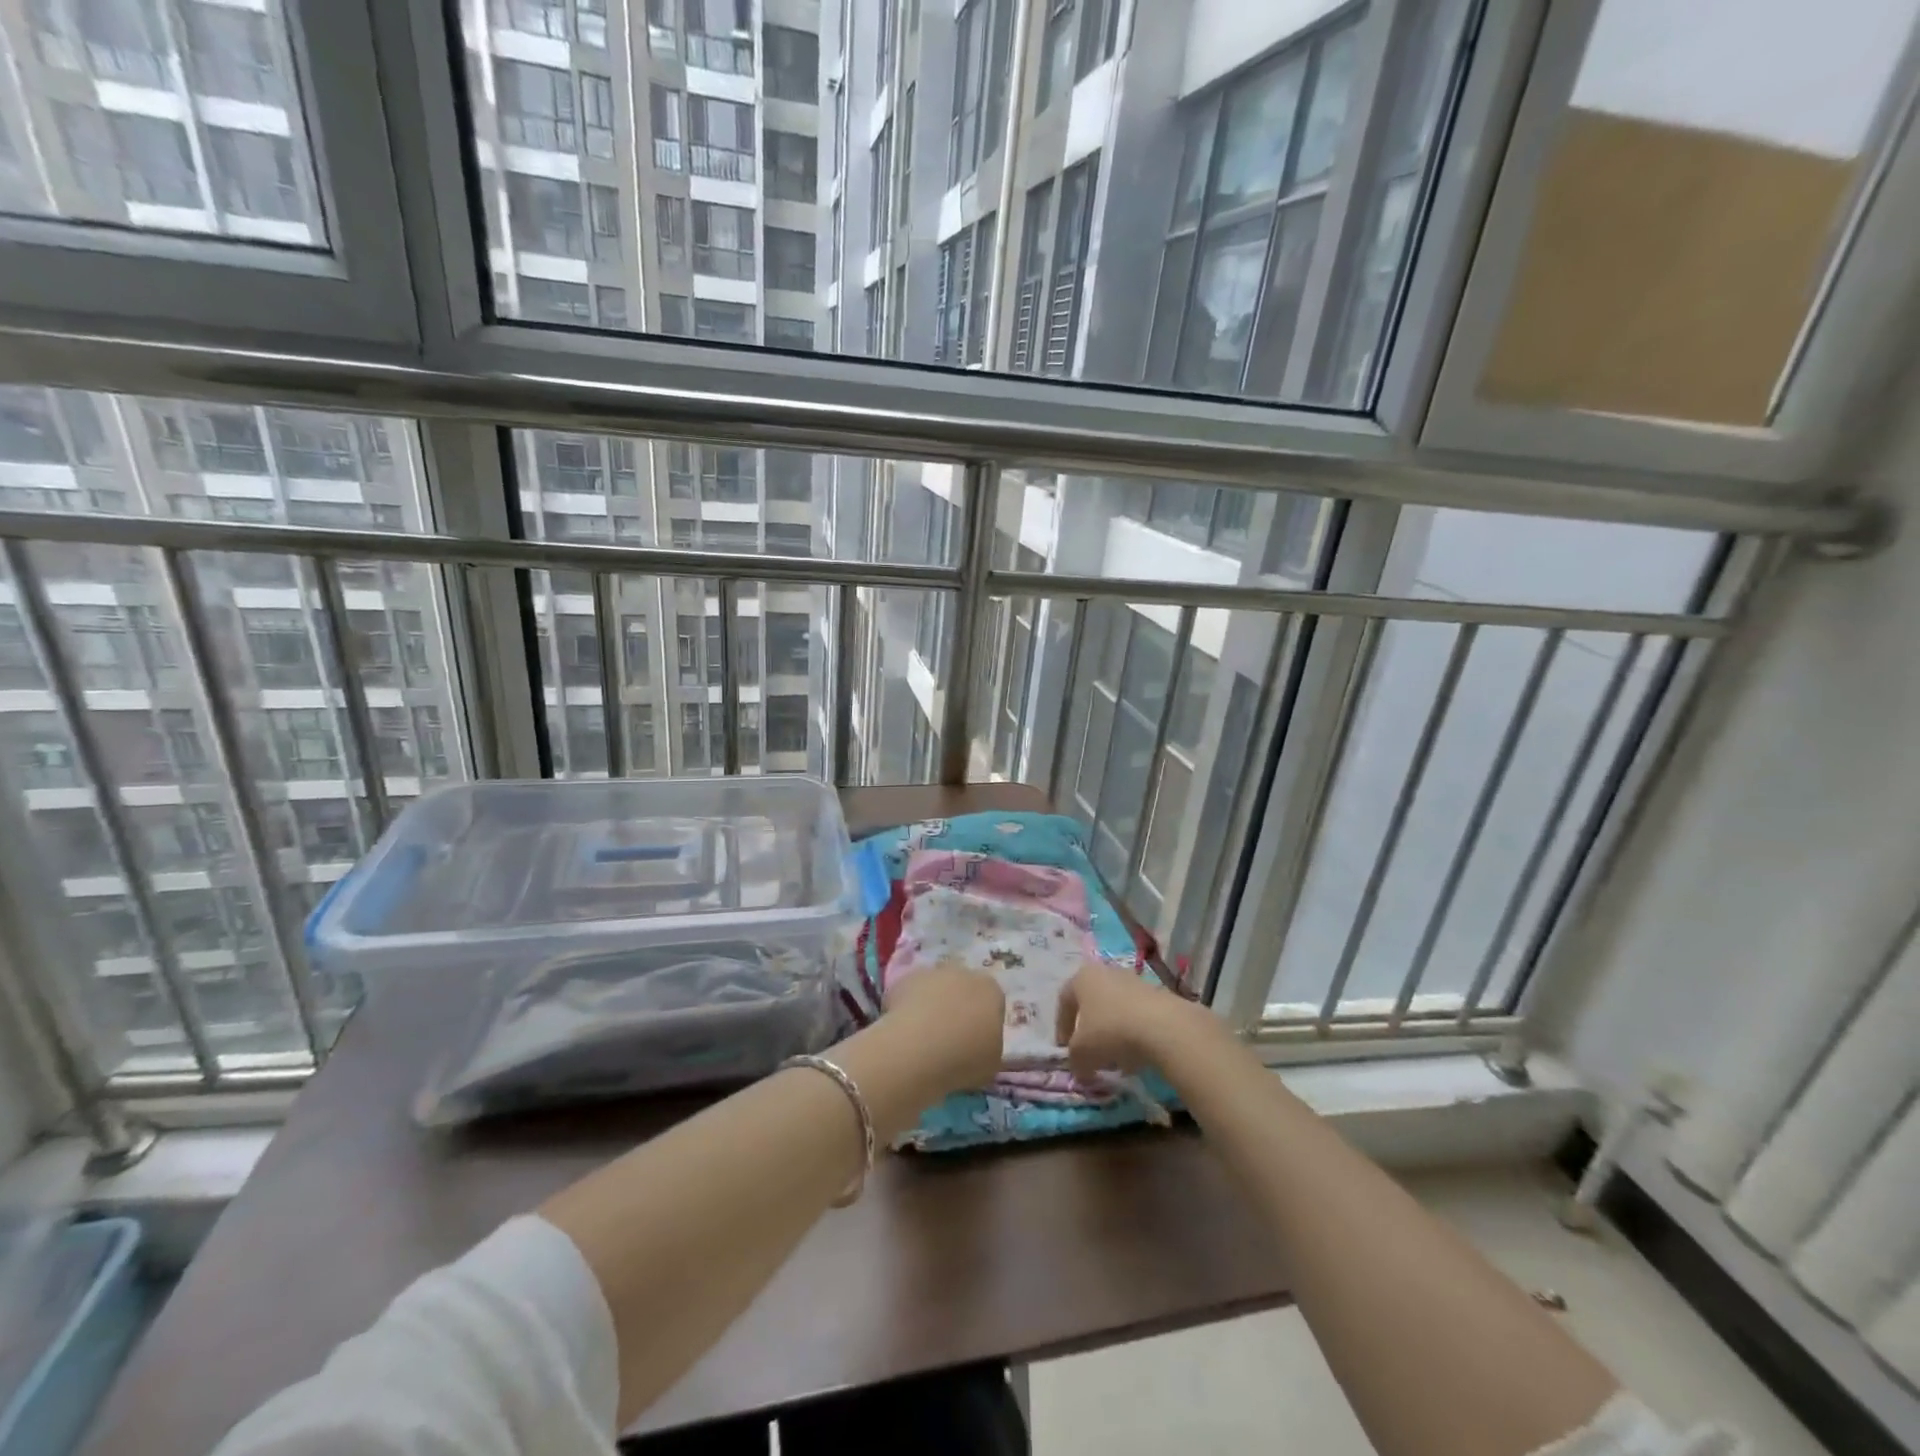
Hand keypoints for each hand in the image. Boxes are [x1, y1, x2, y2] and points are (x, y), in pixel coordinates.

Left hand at [881, 962, 1005, 1093]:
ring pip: (935, 988)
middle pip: (963, 988)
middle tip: (949, 1038)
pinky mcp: (904, 979)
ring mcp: (932, 973)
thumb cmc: (964, 1059)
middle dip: (958, 1007)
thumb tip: (979, 1043)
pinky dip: (908, 1008)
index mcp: (991, 990)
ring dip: (932, 1005)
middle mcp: (964, 973)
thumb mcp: (991, 1062)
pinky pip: (910, 994)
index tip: (975, 1042)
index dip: (983, 1022)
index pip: (992, 1002)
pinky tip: (904, 1031)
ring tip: (923, 1037)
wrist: (918, 1049)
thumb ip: (989, 1044)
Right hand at [1055, 961, 1195, 1082]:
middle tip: (1090, 1054)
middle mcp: (1106, 972)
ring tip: (1116, 1060)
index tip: (1065, 1050)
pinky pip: (1137, 1015)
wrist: (1163, 1026)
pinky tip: (1137, 1055)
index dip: (1062, 1027)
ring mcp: (1134, 980)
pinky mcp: (1157, 994)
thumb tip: (1079, 1067)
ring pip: (1115, 1009)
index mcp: (1082, 977)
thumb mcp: (1081, 1053)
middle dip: (1089, 1030)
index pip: (1064, 1001)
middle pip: (1092, 1003)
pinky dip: (1133, 1034)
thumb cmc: (1110, 1031)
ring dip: (1112, 1033)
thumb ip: (1074, 1059)